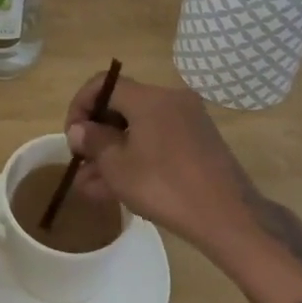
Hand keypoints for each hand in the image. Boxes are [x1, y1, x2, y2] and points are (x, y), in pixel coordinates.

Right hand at [63, 72, 255, 253]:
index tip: (72, 135)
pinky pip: (160, 140)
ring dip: (116, 151)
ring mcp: (188, 120)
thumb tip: (80, 129)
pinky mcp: (200, 141)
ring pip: (140, 128)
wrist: (229, 217)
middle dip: (98, 135)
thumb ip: (94, 142)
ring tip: (92, 185)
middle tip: (82, 162)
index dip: (81, 105)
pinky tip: (121, 187)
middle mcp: (170, 99)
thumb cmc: (166, 187)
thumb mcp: (119, 167)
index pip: (104, 84)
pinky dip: (139, 156)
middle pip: (123, 106)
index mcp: (149, 97)